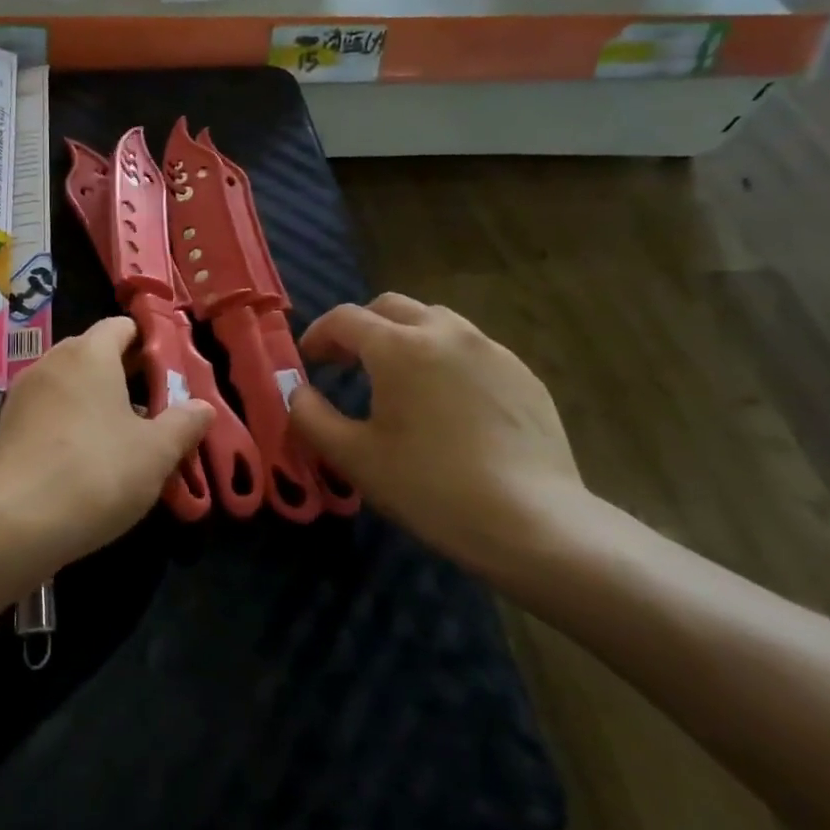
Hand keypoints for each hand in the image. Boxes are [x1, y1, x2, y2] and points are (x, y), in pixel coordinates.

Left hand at [0, 317, 213, 560]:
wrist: (11, 522)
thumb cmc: (96, 473)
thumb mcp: (156, 453)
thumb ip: (184, 424)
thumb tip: (203, 407)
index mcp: (89, 354)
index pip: (121, 326)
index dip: (149, 342)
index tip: (171, 371)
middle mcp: (52, 363)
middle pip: (94, 354)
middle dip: (126, 375)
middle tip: (157, 408)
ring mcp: (23, 395)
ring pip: (69, 386)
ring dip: (97, 403)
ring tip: (125, 438)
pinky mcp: (6, 429)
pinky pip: (48, 414)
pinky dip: (70, 426)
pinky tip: (87, 462)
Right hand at [288, 294, 582, 564]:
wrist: (531, 522)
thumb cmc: (429, 487)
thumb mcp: (354, 458)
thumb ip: (311, 417)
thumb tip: (298, 393)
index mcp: (400, 347)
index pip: (345, 319)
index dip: (318, 335)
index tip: (307, 361)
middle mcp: (446, 333)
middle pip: (391, 307)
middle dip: (361, 327)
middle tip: (346, 363)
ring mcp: (491, 350)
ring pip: (436, 322)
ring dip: (405, 338)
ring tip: (397, 379)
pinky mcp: (523, 375)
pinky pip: (472, 350)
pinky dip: (444, 359)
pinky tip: (447, 404)